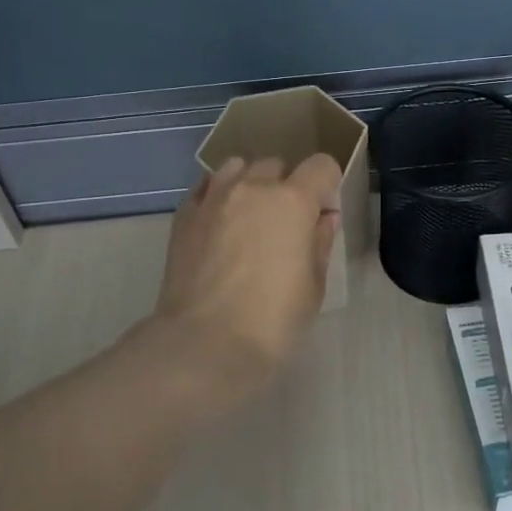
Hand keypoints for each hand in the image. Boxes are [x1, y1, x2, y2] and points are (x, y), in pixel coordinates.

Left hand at [153, 154, 343, 398]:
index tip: (324, 213)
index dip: (328, 185)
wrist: (203, 345)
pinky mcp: (184, 215)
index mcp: (293, 201)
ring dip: (250, 183)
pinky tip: (220, 223)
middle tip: (286, 224)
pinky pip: (205, 187)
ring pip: (237, 167)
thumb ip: (319, 243)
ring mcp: (213, 198)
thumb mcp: (313, 287)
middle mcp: (252, 187)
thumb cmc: (272, 322)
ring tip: (249, 217)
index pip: (321, 166)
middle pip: (276, 165)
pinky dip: (217, 195)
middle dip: (287, 185)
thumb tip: (323, 218)